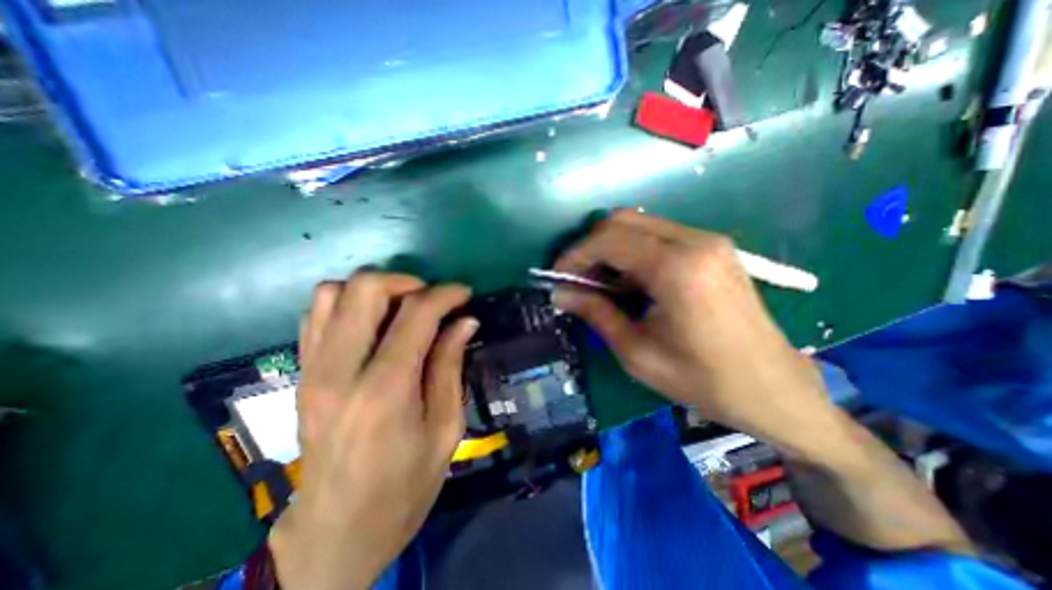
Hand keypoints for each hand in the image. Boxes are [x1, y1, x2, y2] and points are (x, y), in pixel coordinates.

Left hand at [268, 271, 476, 589]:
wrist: (336, 531)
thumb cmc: (405, 485)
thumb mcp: (446, 428)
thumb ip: (451, 366)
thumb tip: (466, 322)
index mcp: (385, 390)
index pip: (415, 315)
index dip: (445, 295)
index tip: (464, 294)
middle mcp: (340, 371)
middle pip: (364, 289)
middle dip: (406, 282)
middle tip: (431, 300)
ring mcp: (312, 370)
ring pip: (331, 293)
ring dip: (374, 290)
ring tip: (402, 309)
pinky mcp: (300, 374)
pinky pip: (314, 314)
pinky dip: (347, 304)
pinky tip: (373, 323)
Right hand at [553, 209, 835, 450]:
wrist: (774, 388)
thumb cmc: (703, 380)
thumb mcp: (637, 353)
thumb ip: (595, 313)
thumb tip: (559, 293)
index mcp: (677, 269)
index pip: (608, 239)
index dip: (575, 255)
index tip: (558, 277)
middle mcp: (695, 241)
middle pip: (622, 220)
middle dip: (590, 247)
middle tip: (578, 280)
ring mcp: (708, 240)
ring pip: (639, 224)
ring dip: (611, 249)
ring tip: (601, 285)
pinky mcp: (714, 247)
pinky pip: (659, 235)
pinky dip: (633, 251)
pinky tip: (631, 282)